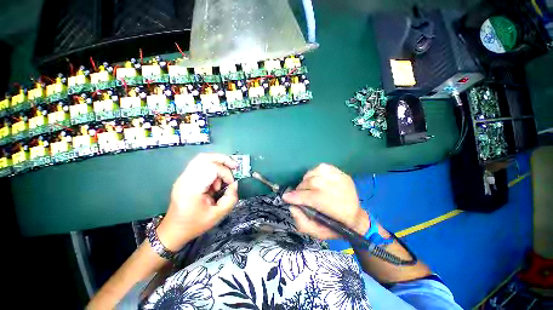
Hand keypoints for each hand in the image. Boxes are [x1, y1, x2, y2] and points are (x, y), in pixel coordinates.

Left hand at [157, 153, 238, 250]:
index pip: (211, 168)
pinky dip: (213, 169)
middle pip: (205, 157)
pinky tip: (216, 181)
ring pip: (203, 159)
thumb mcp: (218, 215)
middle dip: (223, 159)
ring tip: (224, 178)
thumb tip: (235, 183)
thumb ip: (231, 198)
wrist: (173, 230)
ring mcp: (183, 177)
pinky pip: (201, 166)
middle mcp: (185, 179)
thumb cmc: (194, 224)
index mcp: (191, 188)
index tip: (231, 184)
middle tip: (234, 166)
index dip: (225, 173)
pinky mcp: (185, 178)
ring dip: (218, 165)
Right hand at [282, 164, 369, 239]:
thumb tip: (292, 207)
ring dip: (306, 180)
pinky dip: (313, 172)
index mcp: (338, 210)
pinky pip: (321, 167)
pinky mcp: (341, 173)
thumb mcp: (318, 233)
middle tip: (298, 195)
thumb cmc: (335, 226)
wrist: (356, 216)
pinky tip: (314, 180)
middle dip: (300, 188)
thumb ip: (302, 223)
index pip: (313, 198)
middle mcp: (340, 190)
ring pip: (315, 173)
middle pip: (313, 183)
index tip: (285, 197)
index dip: (297, 196)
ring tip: (306, 188)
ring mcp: (341, 179)